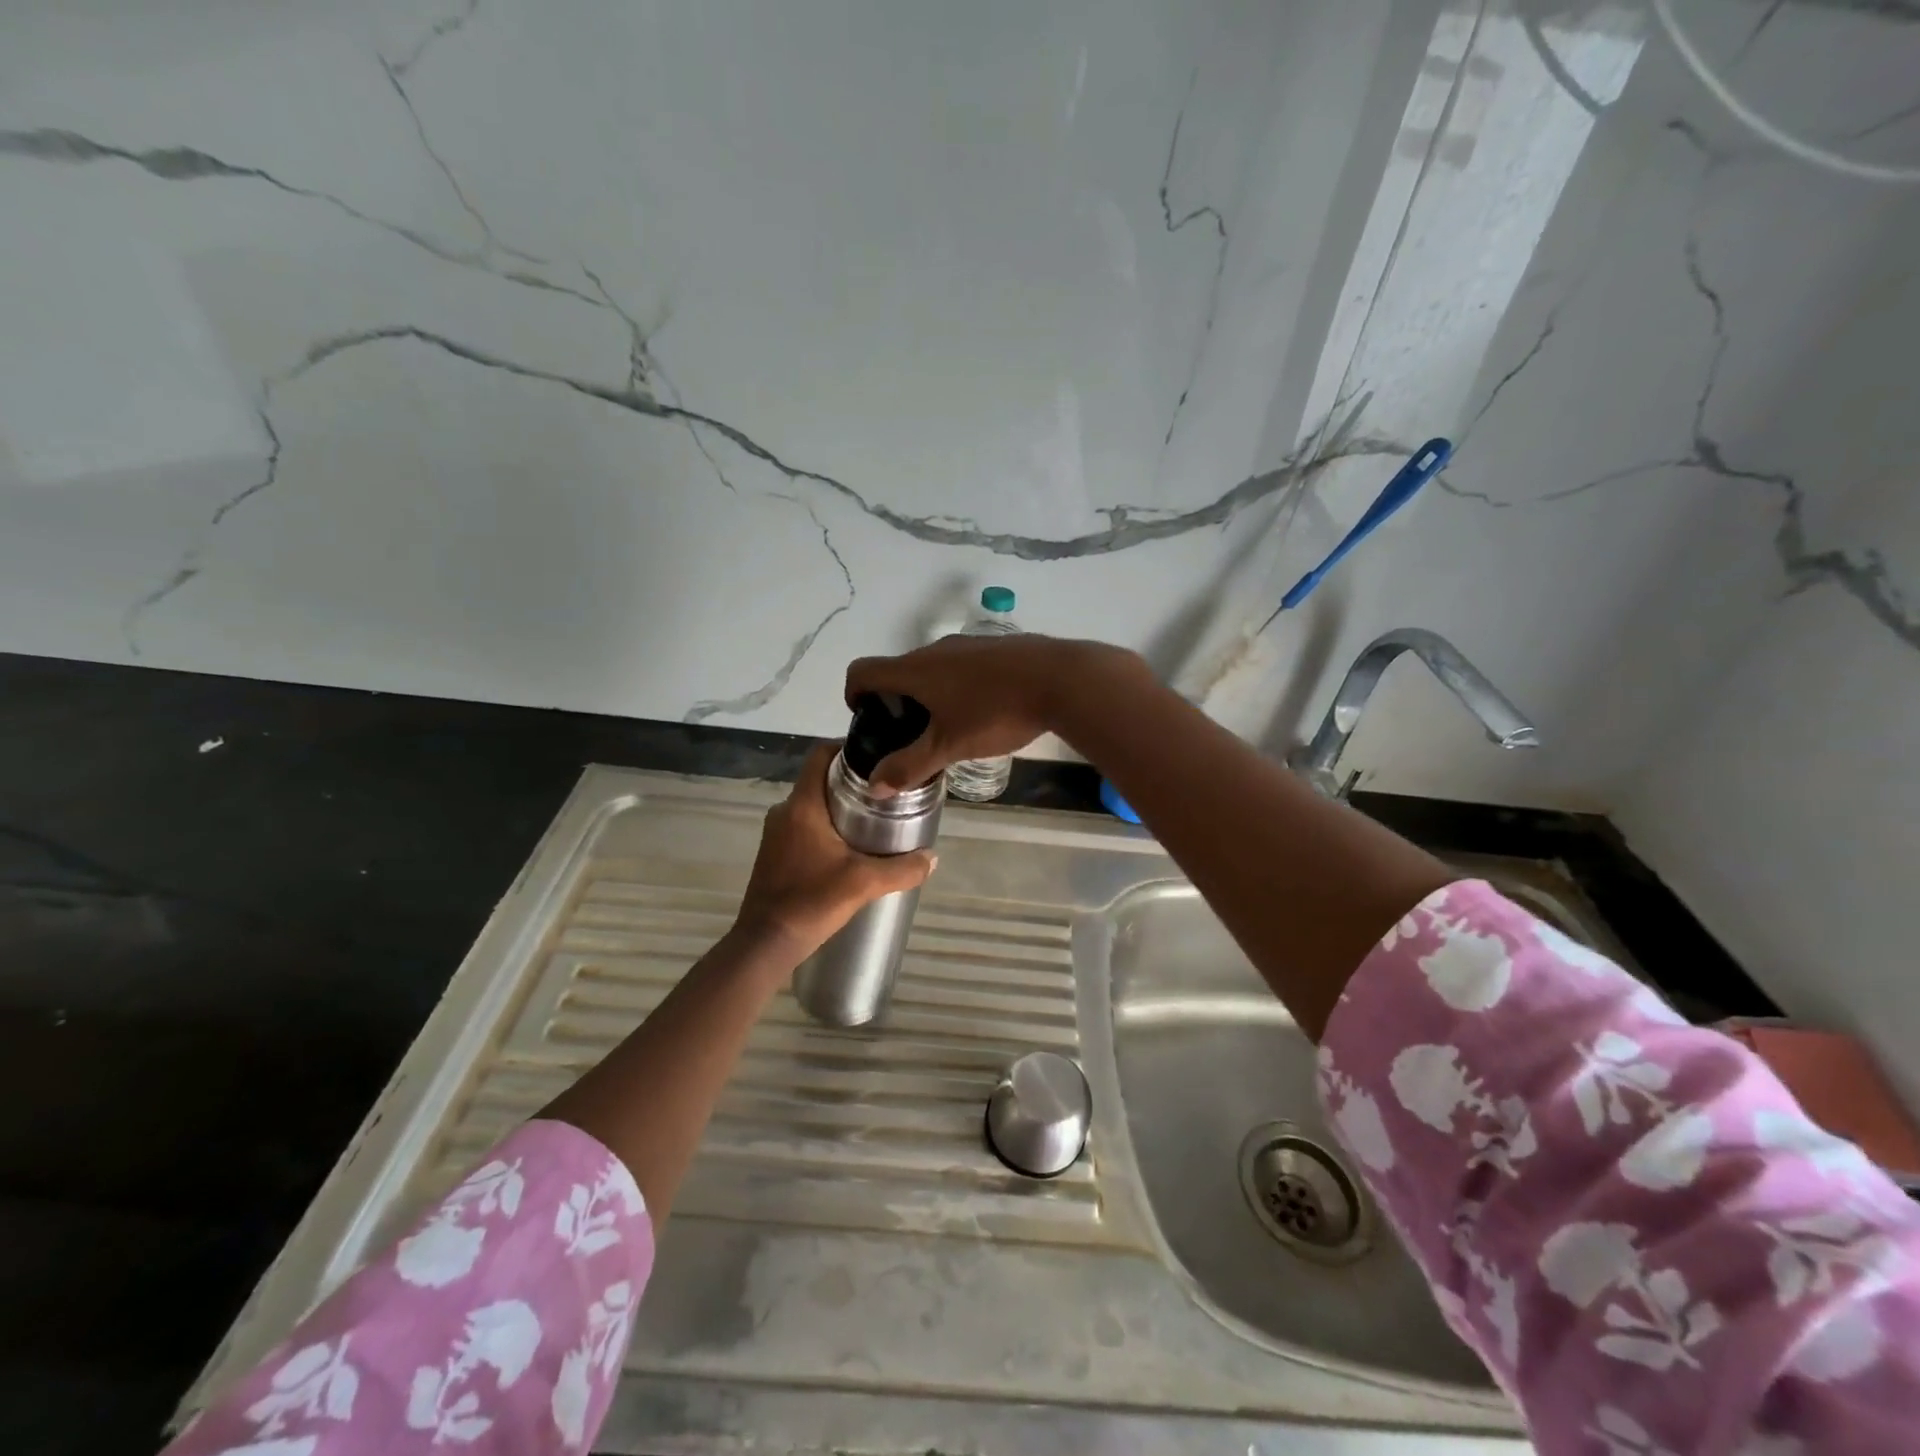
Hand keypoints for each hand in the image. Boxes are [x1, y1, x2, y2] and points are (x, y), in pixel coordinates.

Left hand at [735, 743, 936, 959]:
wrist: (765, 944)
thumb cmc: (811, 901)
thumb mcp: (864, 883)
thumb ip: (903, 869)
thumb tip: (933, 858)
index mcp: (802, 805)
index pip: (820, 755)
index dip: (846, 748)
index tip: (877, 757)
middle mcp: (785, 812)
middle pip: (820, 780)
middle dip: (851, 782)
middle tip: (886, 792)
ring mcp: (776, 834)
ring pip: (813, 806)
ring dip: (840, 807)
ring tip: (874, 820)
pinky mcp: (775, 854)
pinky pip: (804, 827)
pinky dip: (827, 828)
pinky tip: (850, 849)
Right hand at [844, 634, 1143, 792]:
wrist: (1062, 678)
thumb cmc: (996, 712)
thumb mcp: (950, 746)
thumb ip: (910, 766)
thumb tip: (874, 786)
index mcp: (915, 670)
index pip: (862, 670)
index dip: (854, 694)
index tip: (868, 720)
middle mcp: (935, 650)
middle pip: (898, 670)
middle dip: (895, 702)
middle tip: (911, 737)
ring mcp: (968, 644)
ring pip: (933, 668)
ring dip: (928, 695)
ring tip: (949, 729)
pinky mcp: (996, 647)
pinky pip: (962, 665)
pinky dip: (957, 686)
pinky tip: (984, 712)